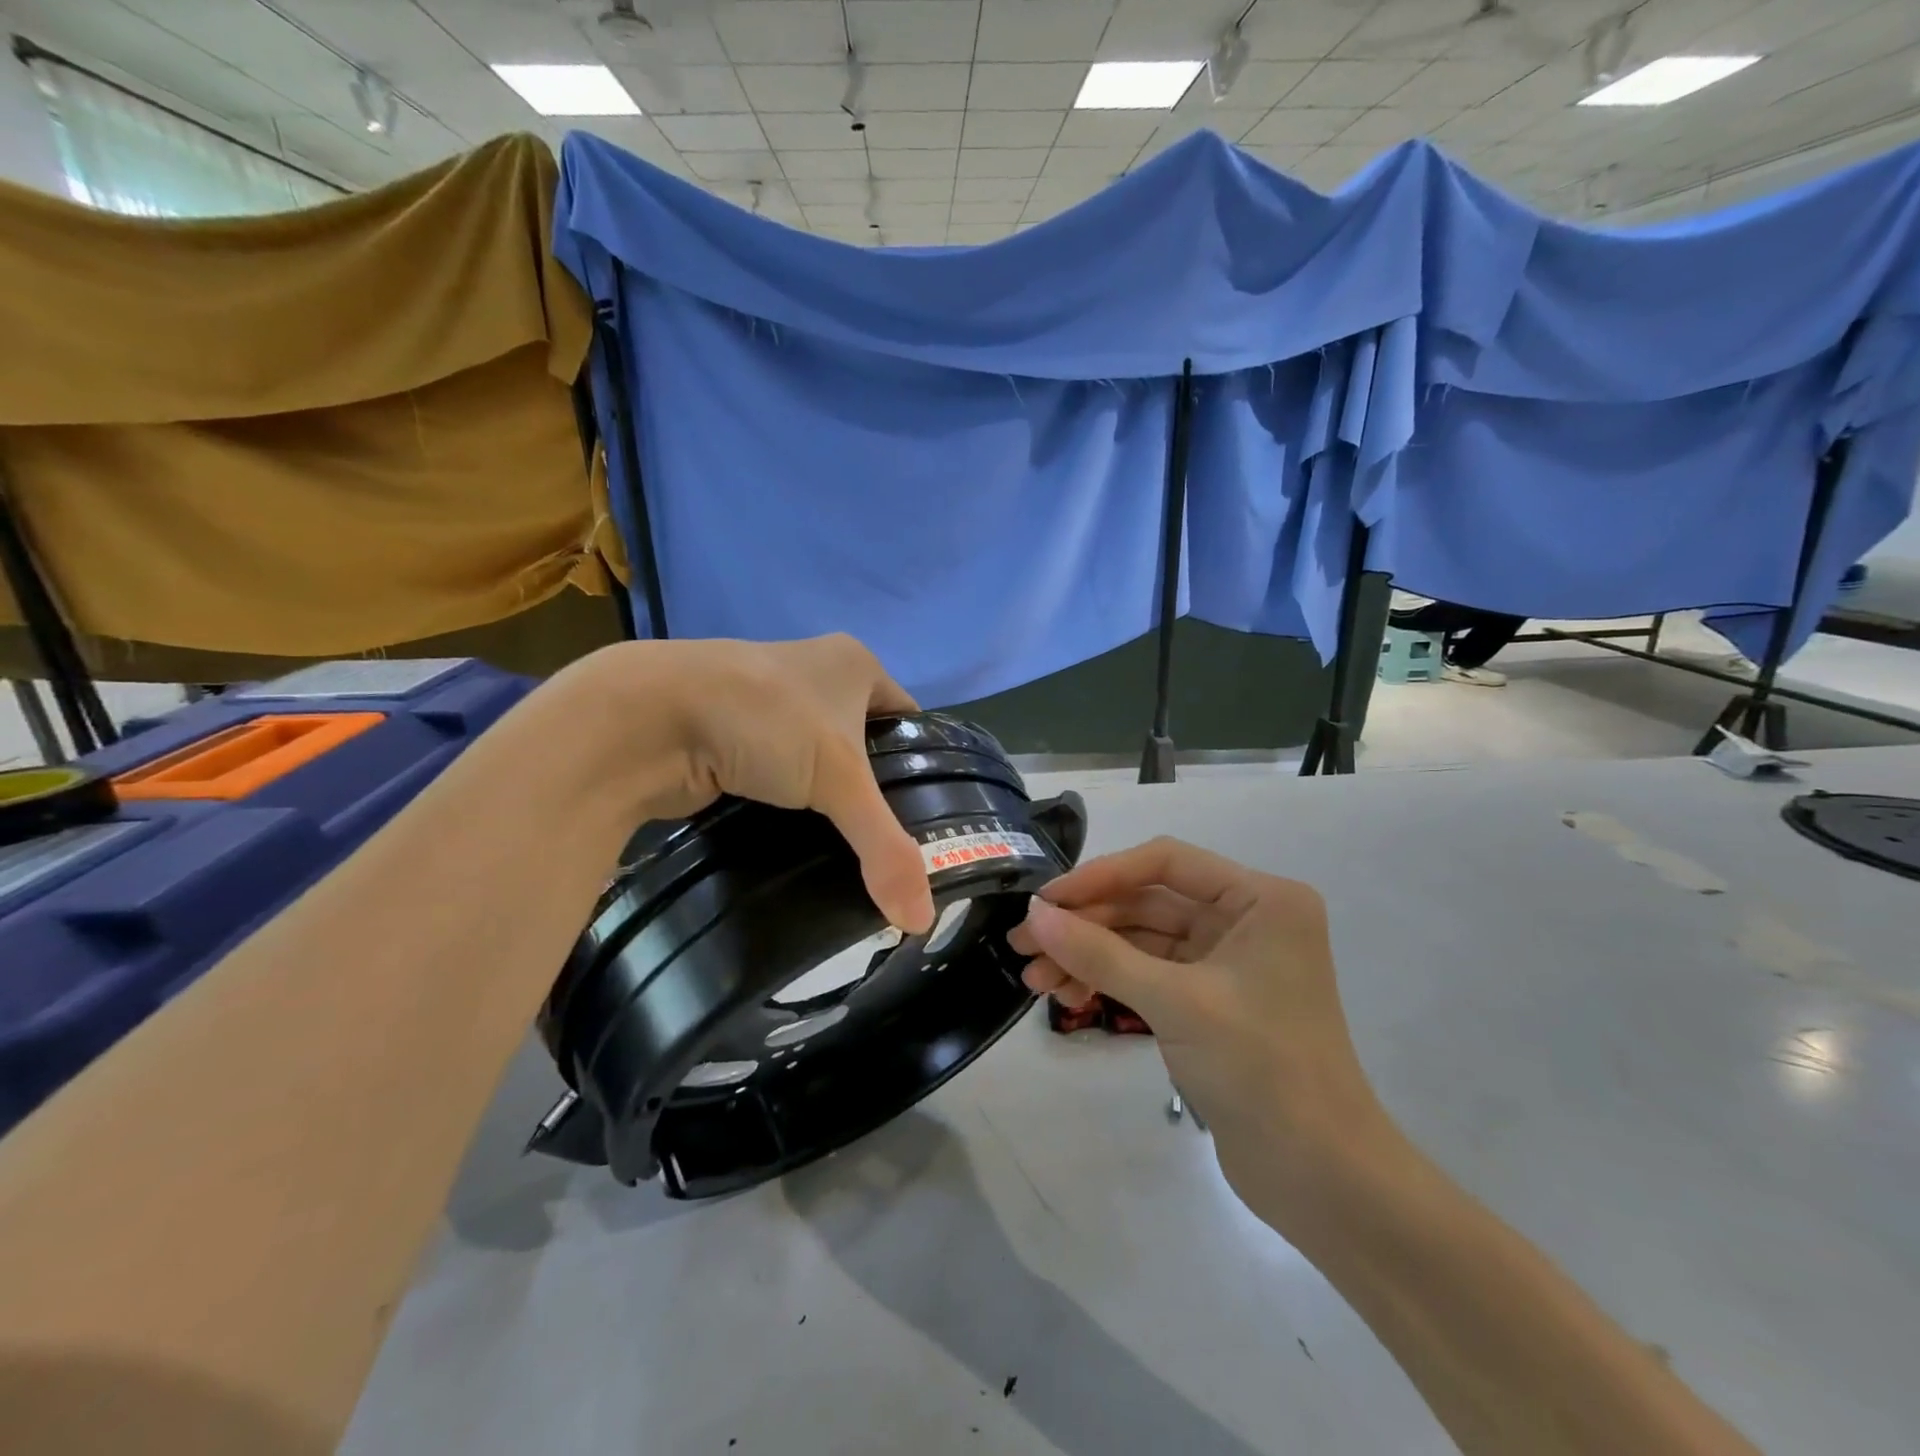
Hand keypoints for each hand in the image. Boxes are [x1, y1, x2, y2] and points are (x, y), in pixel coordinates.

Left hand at [602, 634, 935, 935]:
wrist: (647, 718)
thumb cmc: (765, 721)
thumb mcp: (839, 780)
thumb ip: (885, 848)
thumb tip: (921, 922)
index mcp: (854, 663)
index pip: (908, 718)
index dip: (923, 764)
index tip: (930, 818)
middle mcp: (813, 673)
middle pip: (863, 742)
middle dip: (873, 789)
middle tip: (888, 844)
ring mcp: (766, 703)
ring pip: (816, 759)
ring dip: (826, 798)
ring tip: (846, 850)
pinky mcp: (729, 734)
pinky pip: (776, 773)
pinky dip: (787, 803)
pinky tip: (797, 839)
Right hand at [1007, 838, 1386, 1219]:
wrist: (1322, 1180)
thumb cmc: (1262, 1071)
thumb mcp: (1175, 1003)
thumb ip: (1100, 953)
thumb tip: (1034, 914)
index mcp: (1261, 899)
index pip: (1166, 862)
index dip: (1101, 876)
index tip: (1045, 900)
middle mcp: (1246, 919)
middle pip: (1148, 901)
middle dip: (1085, 923)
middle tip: (1024, 944)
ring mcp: (1227, 962)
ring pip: (1142, 940)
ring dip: (1089, 954)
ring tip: (1035, 980)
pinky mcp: (1210, 1001)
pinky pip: (1148, 973)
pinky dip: (1109, 980)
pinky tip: (1069, 996)